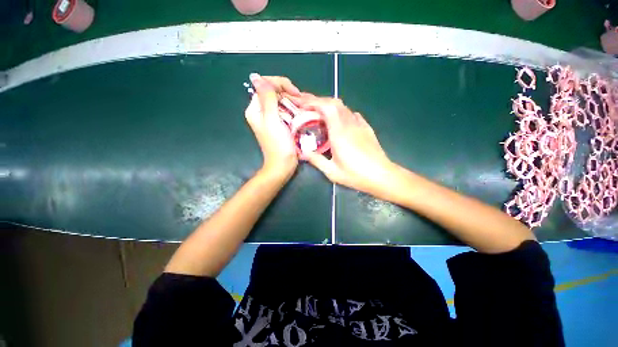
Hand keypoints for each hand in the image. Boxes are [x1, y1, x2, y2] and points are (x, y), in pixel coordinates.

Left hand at [246, 74, 299, 178]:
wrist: (283, 165)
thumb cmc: (278, 144)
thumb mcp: (272, 120)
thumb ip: (267, 97)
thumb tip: (256, 76)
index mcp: (255, 109)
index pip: (265, 86)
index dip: (280, 84)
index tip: (295, 93)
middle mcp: (260, 111)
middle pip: (273, 92)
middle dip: (287, 93)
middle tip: (300, 101)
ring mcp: (269, 118)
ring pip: (280, 101)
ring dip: (292, 101)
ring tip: (302, 107)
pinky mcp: (278, 124)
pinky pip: (284, 110)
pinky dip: (292, 109)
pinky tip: (299, 113)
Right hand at [294, 95, 398, 196]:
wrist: (382, 176)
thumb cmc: (356, 175)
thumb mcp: (332, 171)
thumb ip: (316, 160)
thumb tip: (303, 152)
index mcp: (339, 133)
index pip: (327, 108)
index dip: (313, 102)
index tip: (302, 104)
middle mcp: (350, 124)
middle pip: (334, 103)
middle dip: (319, 100)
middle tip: (307, 106)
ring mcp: (360, 125)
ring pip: (343, 107)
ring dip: (330, 106)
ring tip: (320, 112)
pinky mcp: (367, 128)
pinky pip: (352, 114)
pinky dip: (342, 112)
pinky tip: (339, 119)